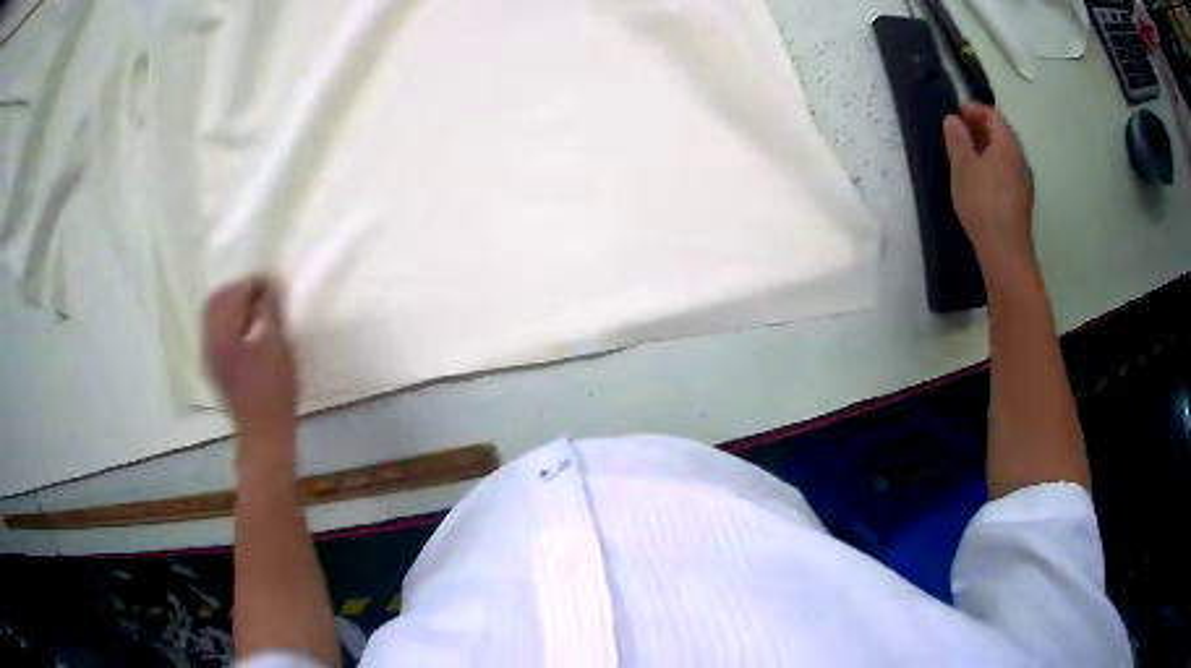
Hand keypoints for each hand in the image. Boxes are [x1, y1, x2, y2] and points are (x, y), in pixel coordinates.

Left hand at [204, 278, 296, 443]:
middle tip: (263, 293)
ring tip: (259, 310)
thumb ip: (272, 311)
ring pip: (214, 315)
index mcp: (223, 333)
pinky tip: (250, 330)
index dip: (254, 283)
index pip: (233, 293)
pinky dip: (231, 322)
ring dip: (234, 306)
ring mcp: (210, 355)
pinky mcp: (215, 366)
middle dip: (239, 290)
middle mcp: (210, 340)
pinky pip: (216, 331)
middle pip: (216, 300)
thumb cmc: (275, 391)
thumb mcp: (279, 346)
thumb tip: (271, 285)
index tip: (274, 282)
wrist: (264, 433)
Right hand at [943, 103, 1035, 277]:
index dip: (973, 109)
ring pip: (1004, 155)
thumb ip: (957, 139)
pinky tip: (979, 180)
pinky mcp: (1021, 202)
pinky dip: (992, 166)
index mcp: (1008, 145)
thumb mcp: (963, 167)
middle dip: (980, 127)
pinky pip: (1006, 173)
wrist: (1005, 253)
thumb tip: (953, 120)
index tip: (955, 112)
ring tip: (966, 155)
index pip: (993, 115)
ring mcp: (1023, 183)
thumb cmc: (983, 204)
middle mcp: (1020, 160)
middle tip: (958, 131)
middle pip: (1001, 134)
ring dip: (986, 148)